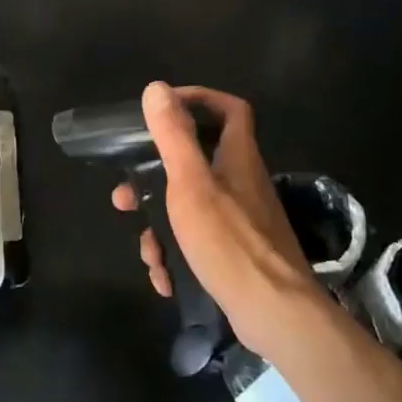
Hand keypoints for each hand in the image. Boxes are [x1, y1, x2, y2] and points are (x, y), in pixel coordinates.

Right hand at [112, 83, 323, 354]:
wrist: (275, 313)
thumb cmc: (229, 241)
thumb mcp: (190, 183)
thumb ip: (173, 136)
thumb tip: (157, 89)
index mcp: (237, 158)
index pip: (229, 109)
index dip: (199, 100)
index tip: (162, 111)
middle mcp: (243, 183)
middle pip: (195, 164)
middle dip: (155, 180)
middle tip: (126, 196)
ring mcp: (243, 220)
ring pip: (190, 209)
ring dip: (161, 228)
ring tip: (149, 253)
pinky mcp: (239, 253)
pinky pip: (199, 242)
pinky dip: (178, 256)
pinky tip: (166, 278)